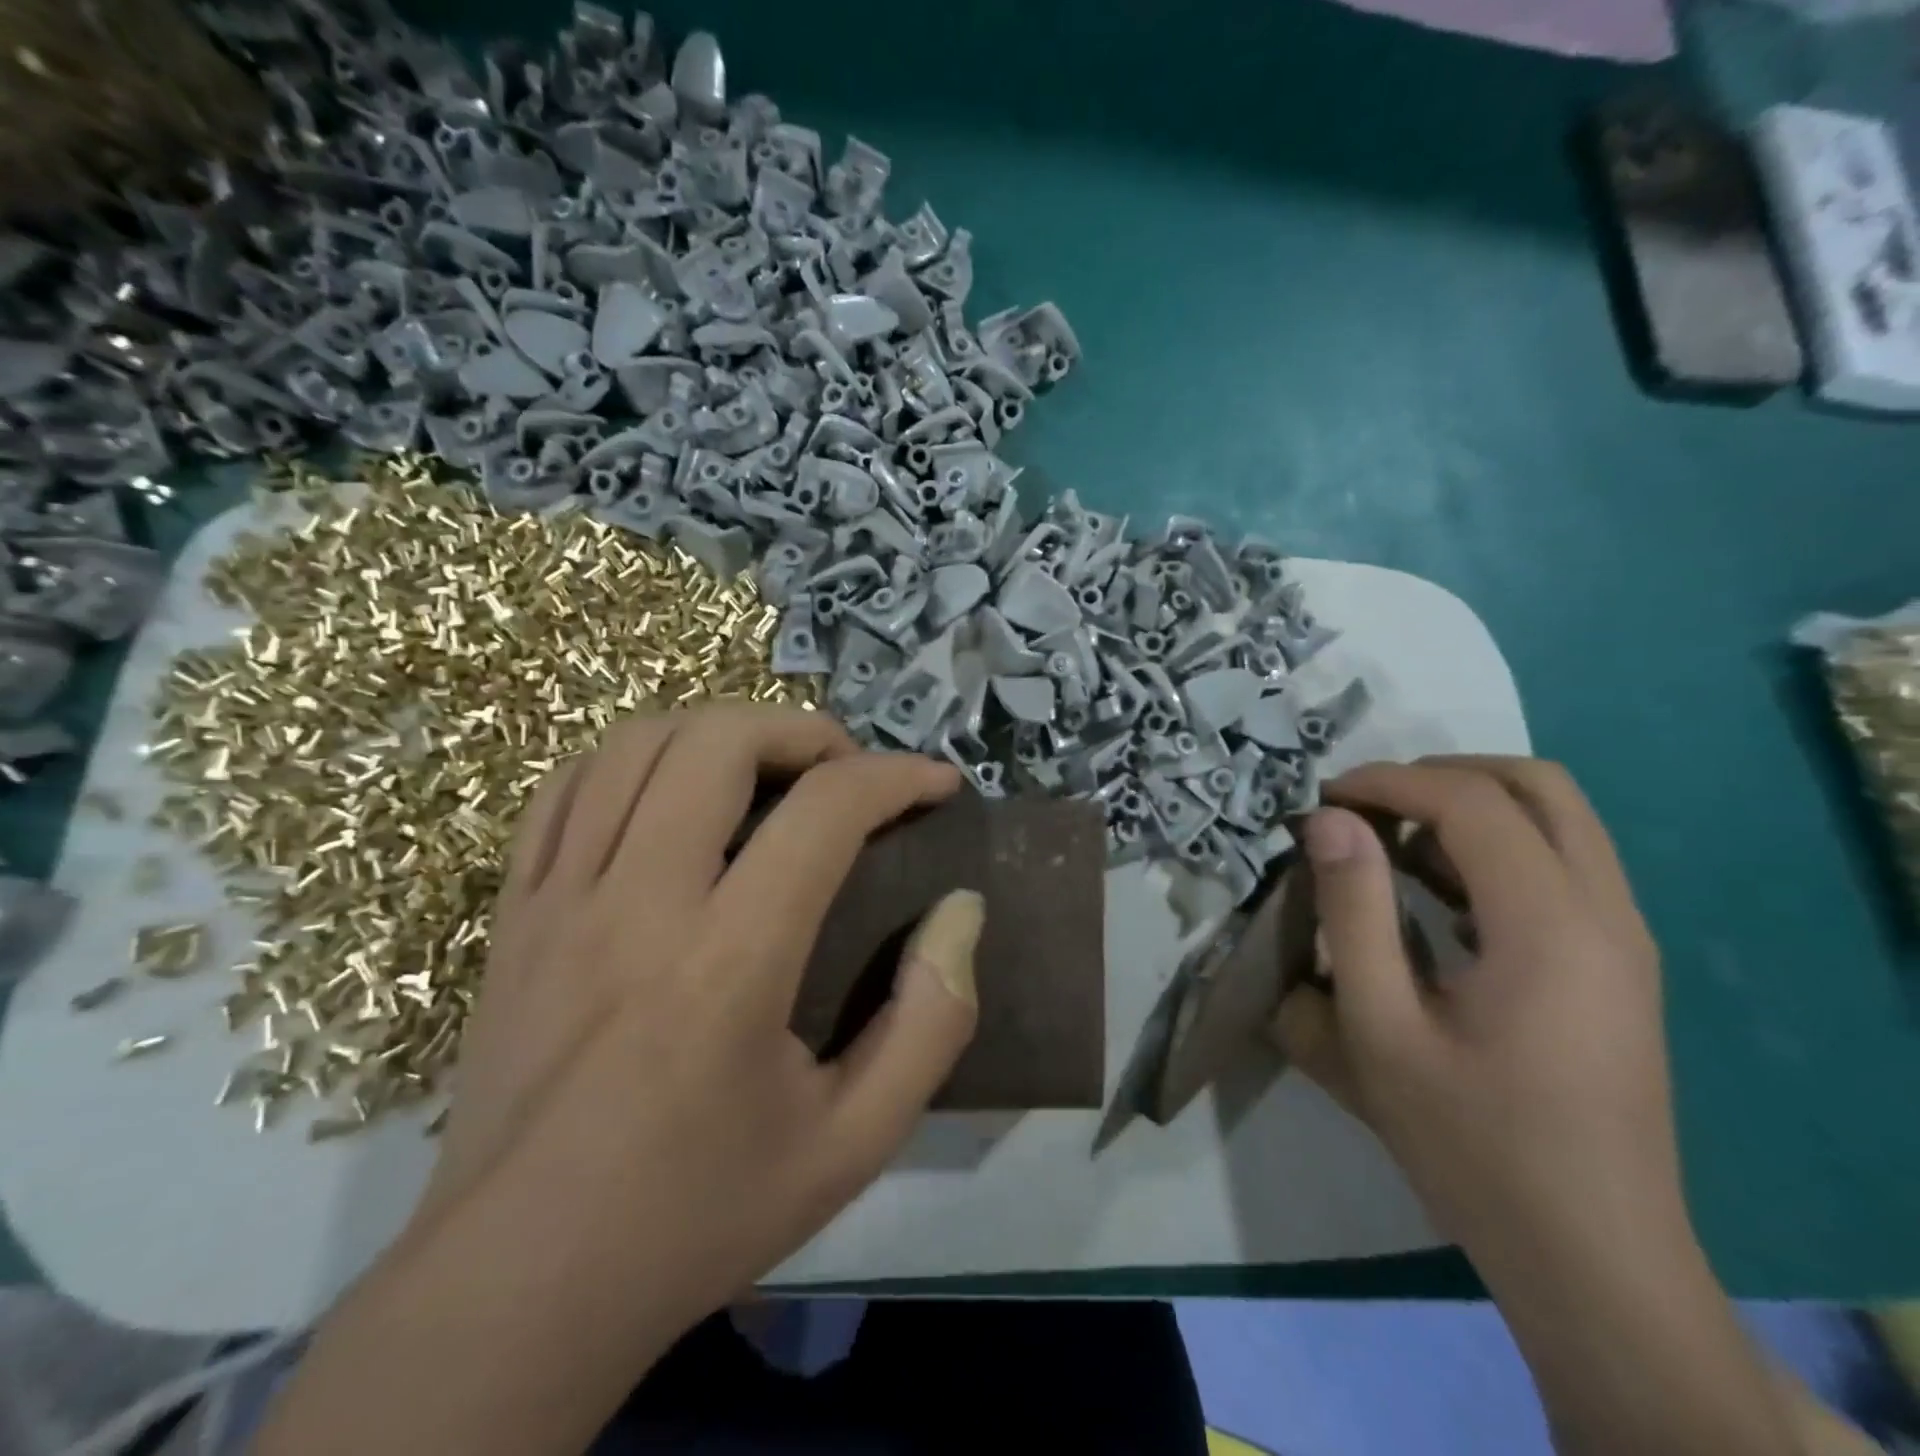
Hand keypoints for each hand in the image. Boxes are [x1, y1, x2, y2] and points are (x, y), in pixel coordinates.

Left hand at [420, 704, 981, 1327]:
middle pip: (717, 742)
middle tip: (846, 772)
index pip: (826, 811)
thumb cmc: (699, 1214)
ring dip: (719, 732)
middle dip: (803, 732)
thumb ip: (930, 1022)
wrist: (518, 1287)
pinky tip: (671, 794)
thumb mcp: (854, 1143)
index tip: (938, 784)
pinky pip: (565, 790)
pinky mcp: (515, 915)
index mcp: (729, 963)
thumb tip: (962, 912)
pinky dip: (632, 763)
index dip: (898, 776)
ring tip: (767, 770)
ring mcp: (561, 901)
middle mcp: (638, 905)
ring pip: (634, 745)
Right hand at [1269, 756, 1682, 1270]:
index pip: (1471, 803)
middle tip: (1365, 804)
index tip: (1321, 798)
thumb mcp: (1380, 1029)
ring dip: (1470, 806)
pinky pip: (1563, 864)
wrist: (1591, 1255)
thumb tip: (1328, 821)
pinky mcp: (1618, 964)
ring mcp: (1623, 938)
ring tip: (1390, 840)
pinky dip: (1496, 846)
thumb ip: (1352, 912)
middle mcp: (1606, 913)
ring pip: (1559, 819)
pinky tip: (1436, 891)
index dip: (1388, 782)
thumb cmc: (1472, 1141)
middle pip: (1538, 785)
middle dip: (1441, 774)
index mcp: (1550, 926)